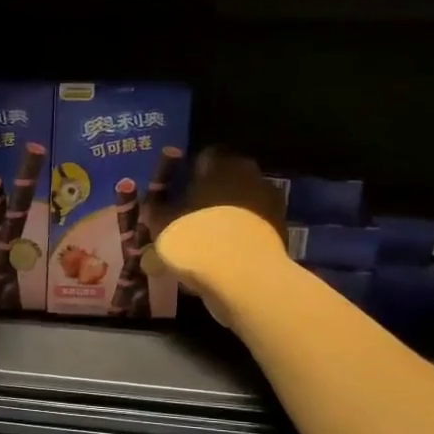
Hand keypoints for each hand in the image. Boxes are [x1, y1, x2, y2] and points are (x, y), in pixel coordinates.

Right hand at [147, 148, 289, 325]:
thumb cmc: (196, 237)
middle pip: (225, 180)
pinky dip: (237, 237)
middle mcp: (251, 174)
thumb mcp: (161, 222)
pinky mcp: (280, 230)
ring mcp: (270, 202)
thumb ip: (155, 208)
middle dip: (208, 195)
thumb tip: (153, 202)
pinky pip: (250, 228)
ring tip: (204, 242)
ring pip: (239, 205)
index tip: (174, 193)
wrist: (242, 276)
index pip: (203, 157)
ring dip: (224, 217)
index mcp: (222, 163)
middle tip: (187, 217)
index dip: (186, 173)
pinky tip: (221, 256)